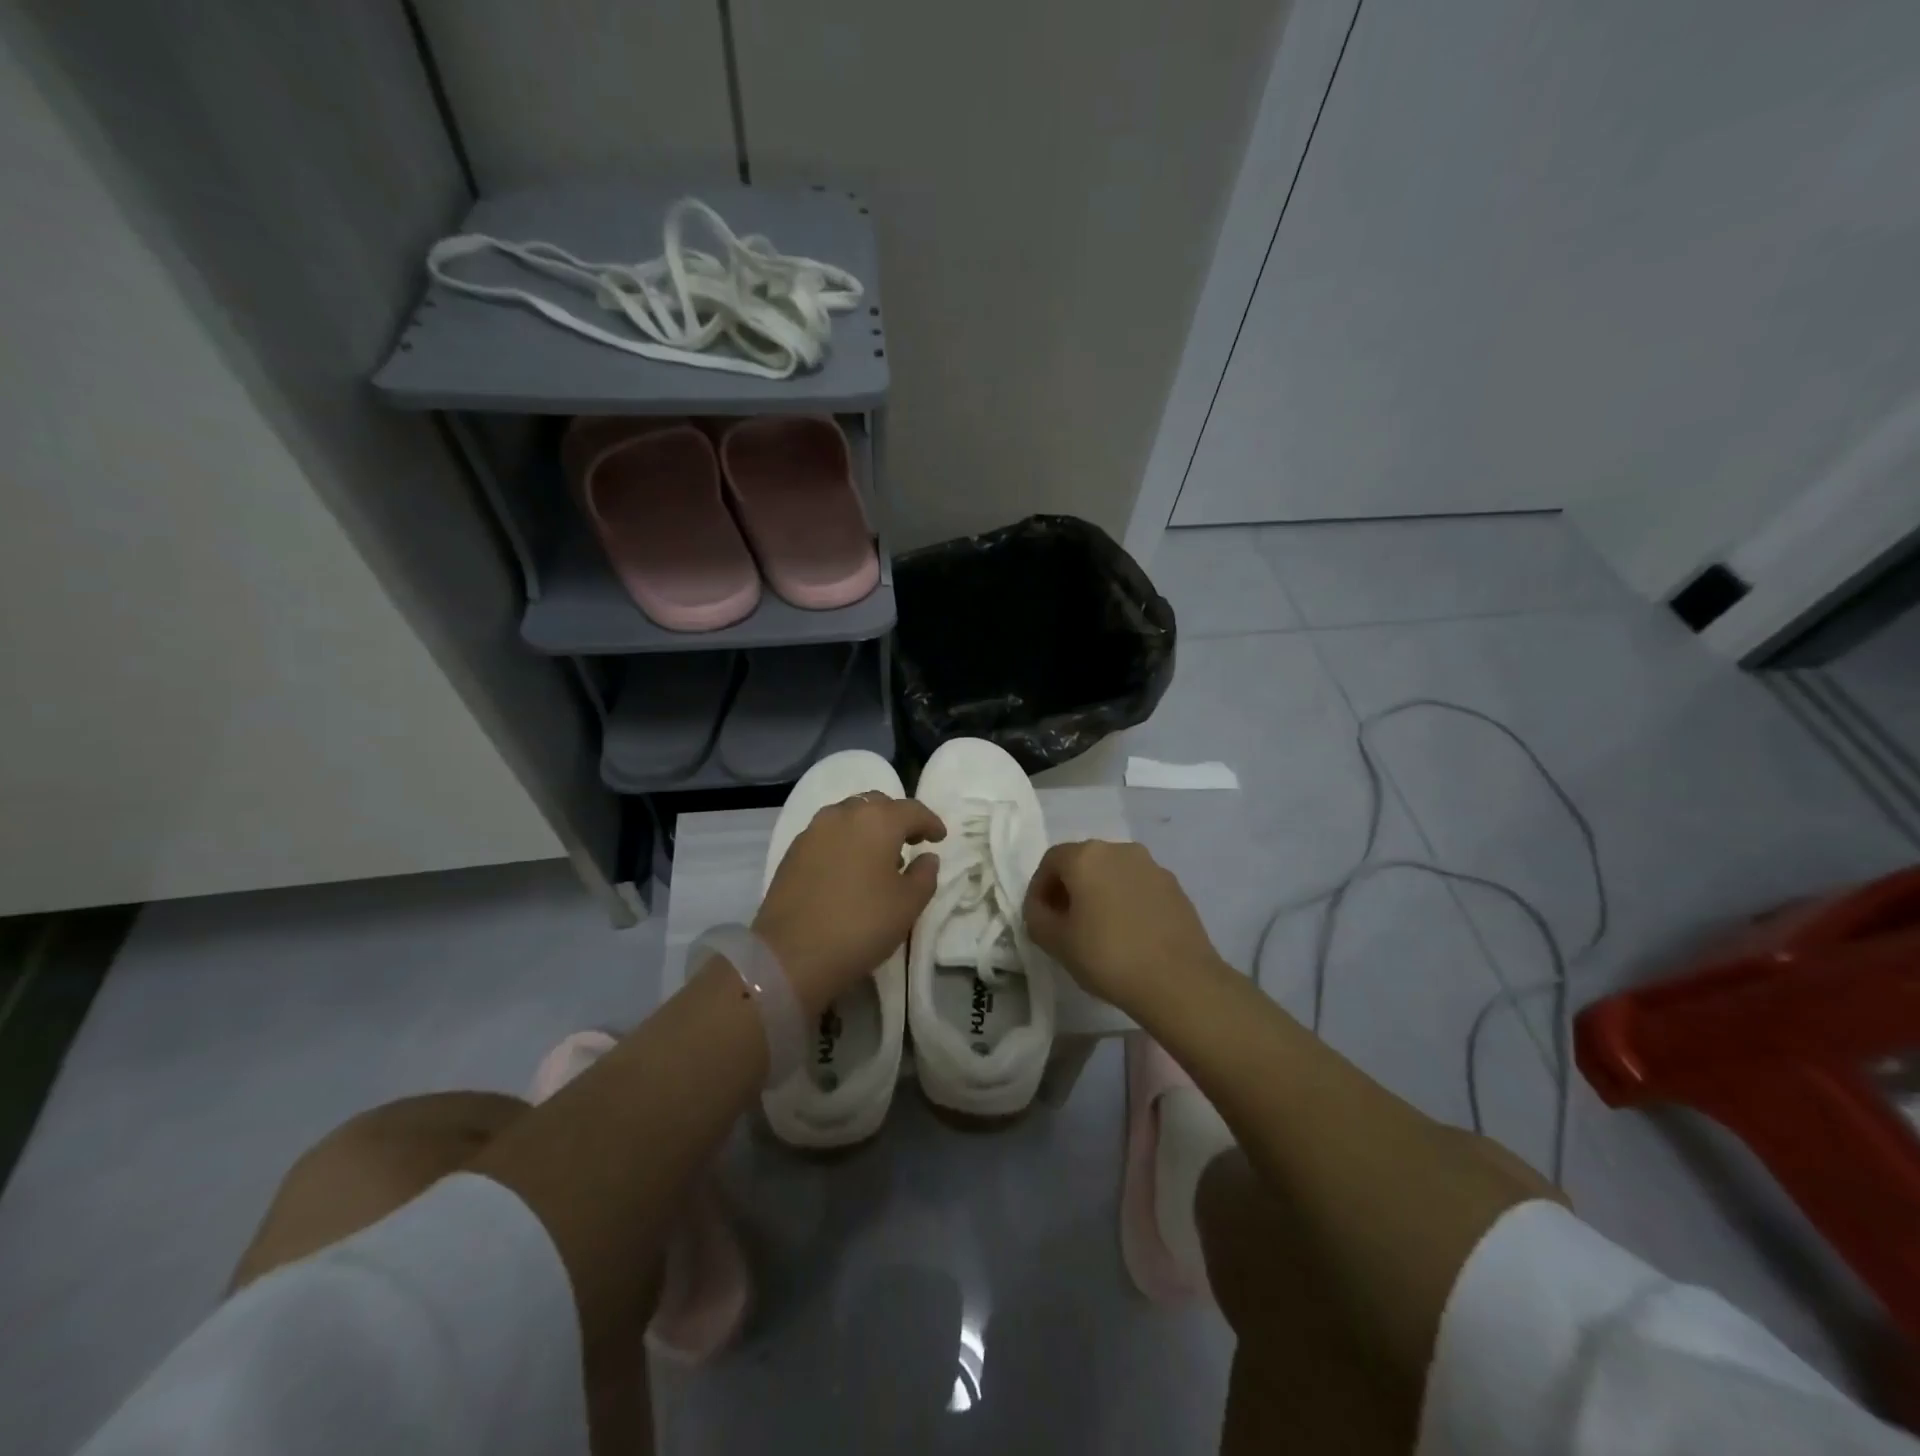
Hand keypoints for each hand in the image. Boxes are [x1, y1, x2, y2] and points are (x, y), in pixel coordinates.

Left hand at [753, 793, 946, 1015]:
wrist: (791, 954)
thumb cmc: (861, 924)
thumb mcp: (908, 904)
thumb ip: (925, 874)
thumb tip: (926, 857)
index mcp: (877, 820)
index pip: (912, 810)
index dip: (930, 822)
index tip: (940, 838)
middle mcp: (843, 814)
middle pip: (877, 805)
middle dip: (897, 819)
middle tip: (911, 842)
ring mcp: (813, 830)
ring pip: (849, 816)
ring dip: (869, 829)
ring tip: (879, 858)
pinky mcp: (793, 851)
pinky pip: (828, 835)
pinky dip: (845, 842)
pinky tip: (850, 869)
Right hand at [1023, 840, 1222, 1012]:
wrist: (1180, 981)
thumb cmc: (1108, 956)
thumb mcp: (1055, 942)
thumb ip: (1036, 917)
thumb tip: (1041, 908)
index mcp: (1086, 856)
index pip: (1051, 861)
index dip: (1039, 889)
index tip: (1040, 918)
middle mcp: (1119, 850)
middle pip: (1083, 862)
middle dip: (1069, 889)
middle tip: (1065, 924)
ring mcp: (1152, 866)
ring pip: (1113, 874)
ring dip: (1099, 894)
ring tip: (1099, 931)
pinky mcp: (1175, 887)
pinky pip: (1138, 887)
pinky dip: (1126, 902)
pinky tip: (1129, 935)